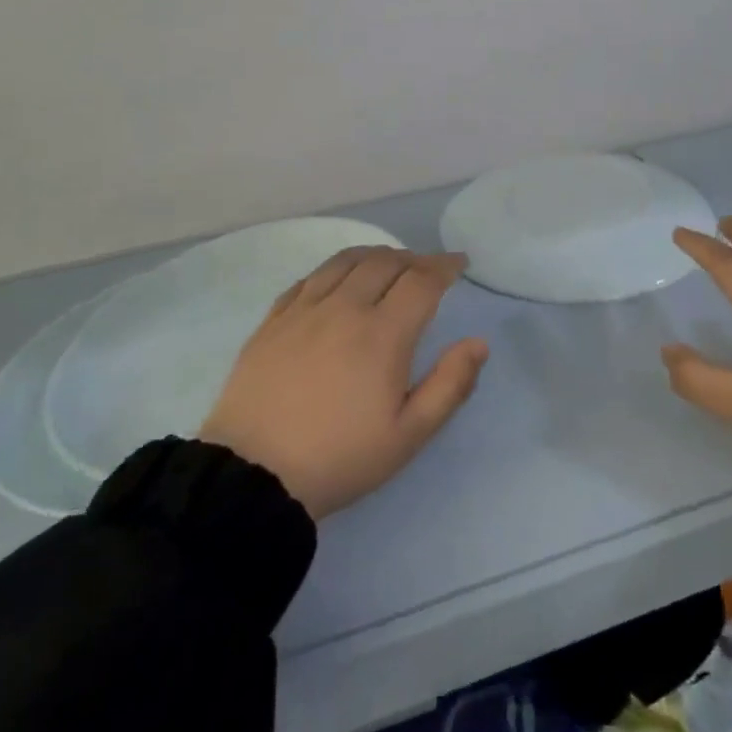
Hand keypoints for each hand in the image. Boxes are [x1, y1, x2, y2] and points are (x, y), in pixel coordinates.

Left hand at [200, 247, 487, 519]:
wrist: (253, 475)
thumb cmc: (340, 458)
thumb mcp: (408, 435)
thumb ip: (450, 385)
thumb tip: (478, 343)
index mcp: (382, 334)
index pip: (421, 281)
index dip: (445, 266)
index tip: (459, 264)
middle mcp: (344, 308)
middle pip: (385, 261)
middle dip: (414, 258)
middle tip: (428, 269)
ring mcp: (304, 310)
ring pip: (345, 261)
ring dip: (375, 255)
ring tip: (388, 264)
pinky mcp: (273, 320)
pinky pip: (309, 277)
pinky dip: (335, 269)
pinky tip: (339, 280)